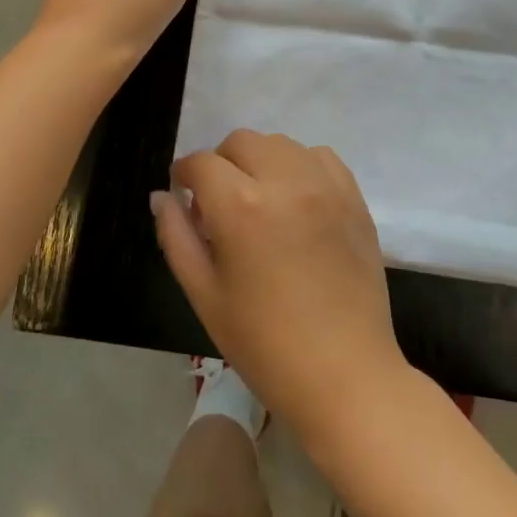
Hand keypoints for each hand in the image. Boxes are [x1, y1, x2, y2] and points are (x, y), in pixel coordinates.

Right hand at [153, 131, 405, 437]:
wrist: (345, 374)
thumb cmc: (264, 344)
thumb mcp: (205, 295)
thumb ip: (176, 237)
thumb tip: (162, 195)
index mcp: (241, 207)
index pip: (201, 163)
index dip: (184, 175)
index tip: (184, 195)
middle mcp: (285, 181)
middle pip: (242, 142)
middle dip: (221, 164)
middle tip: (220, 204)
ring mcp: (326, 186)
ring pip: (281, 144)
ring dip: (261, 162)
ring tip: (260, 202)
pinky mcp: (354, 198)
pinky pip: (320, 157)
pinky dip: (300, 166)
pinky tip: (296, 201)